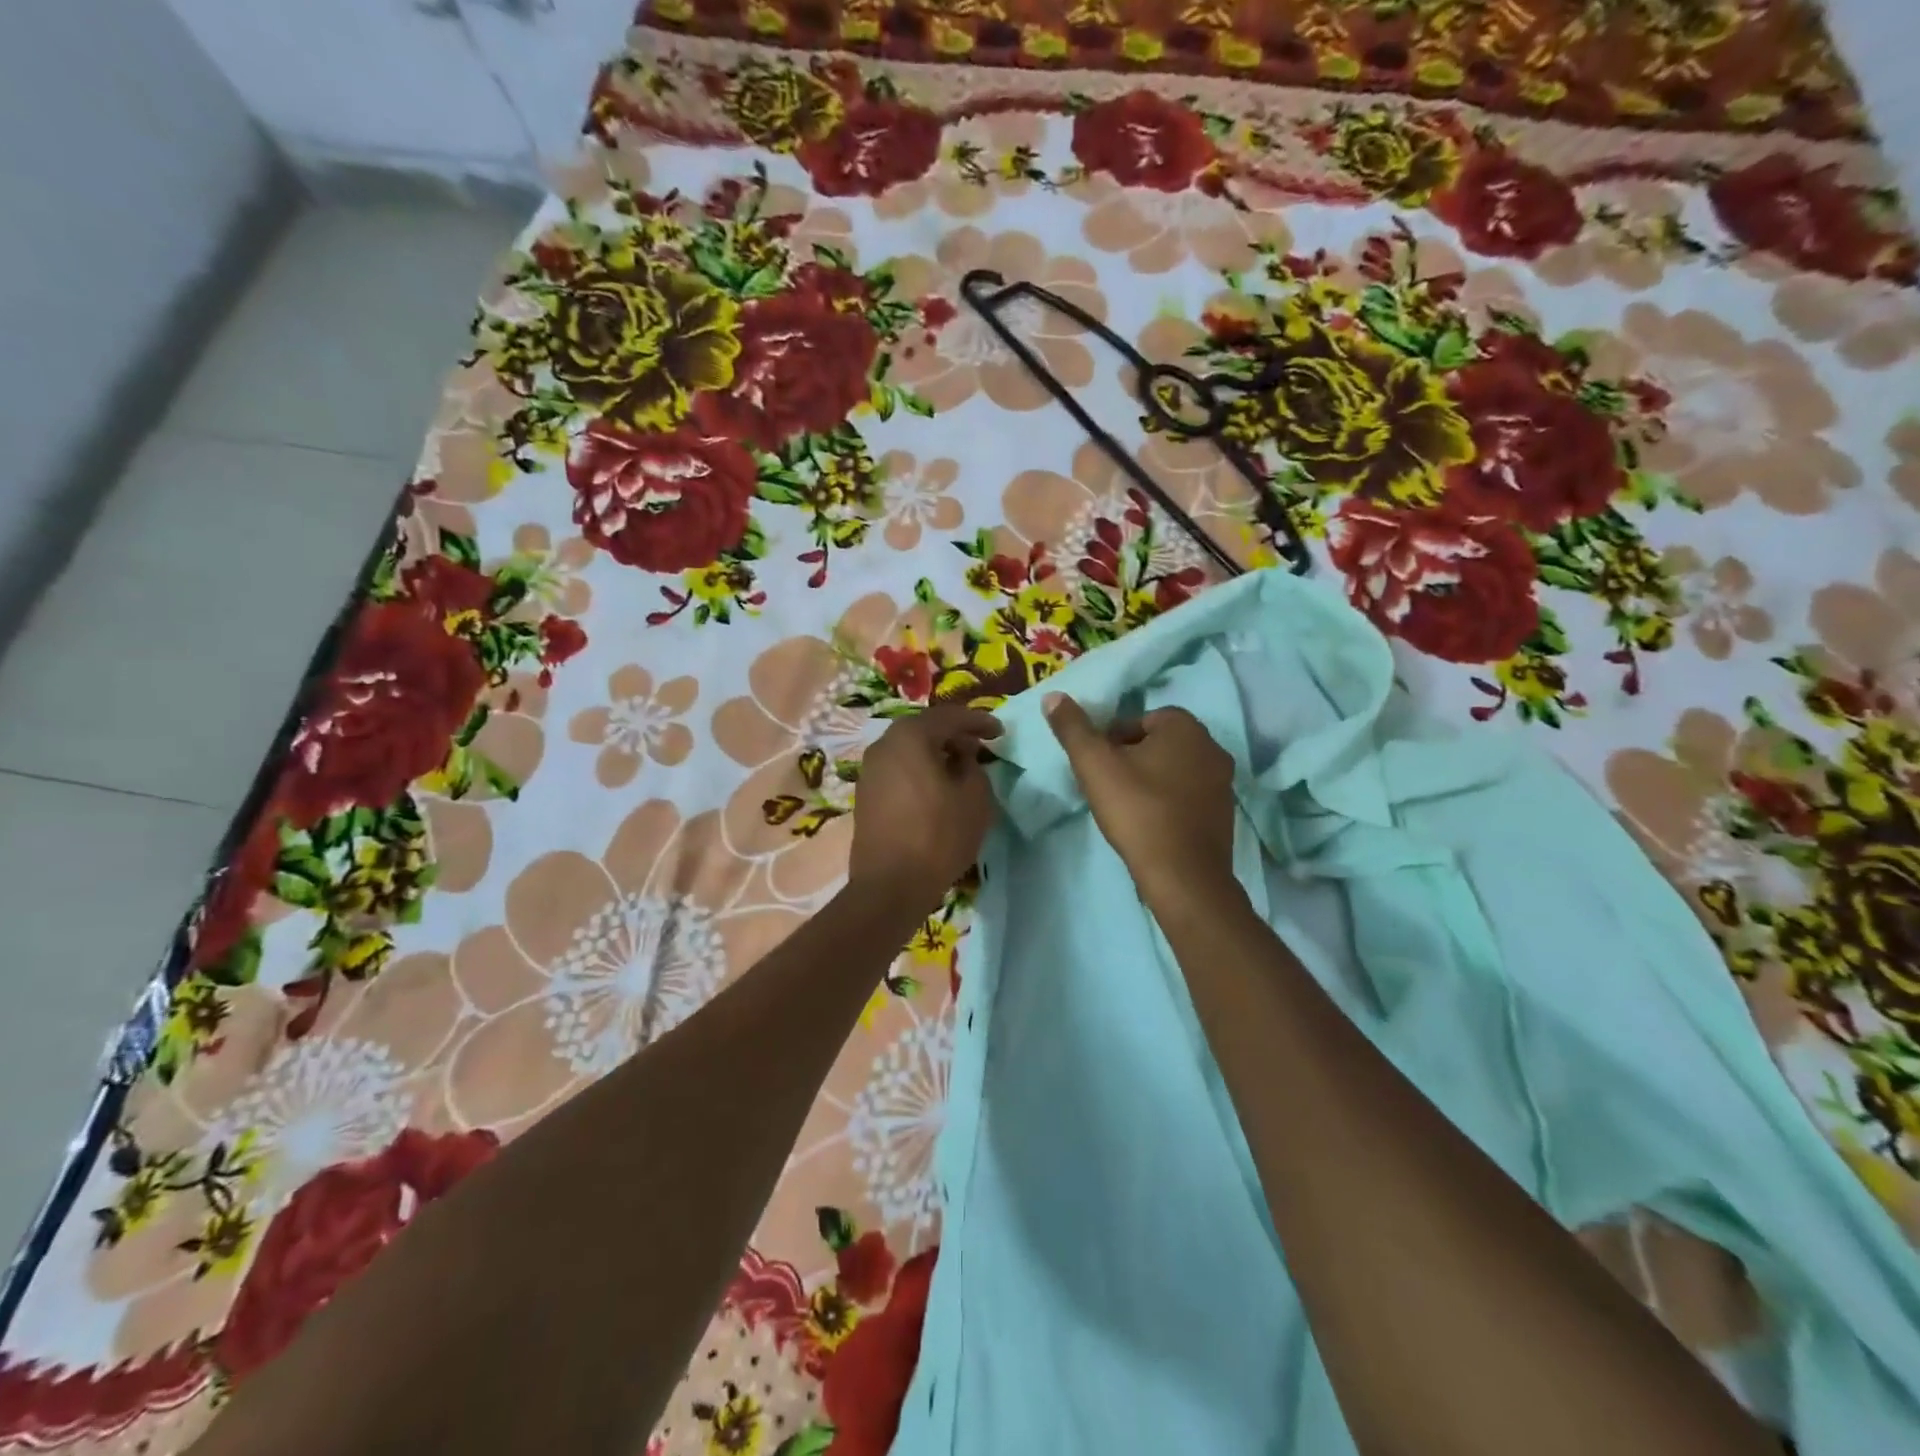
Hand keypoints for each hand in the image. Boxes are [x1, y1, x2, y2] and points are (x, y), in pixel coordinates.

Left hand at [848, 705, 1002, 916]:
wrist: (890, 885)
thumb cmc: (939, 836)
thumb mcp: (975, 798)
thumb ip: (973, 766)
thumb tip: (961, 756)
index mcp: (910, 736)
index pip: (949, 716)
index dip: (978, 721)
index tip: (1000, 732)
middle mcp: (884, 745)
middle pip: (924, 728)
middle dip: (954, 734)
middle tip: (979, 746)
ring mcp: (870, 770)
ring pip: (909, 749)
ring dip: (935, 752)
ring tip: (959, 767)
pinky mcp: (865, 794)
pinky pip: (898, 769)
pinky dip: (919, 769)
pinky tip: (936, 787)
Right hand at [1045, 693, 1235, 911]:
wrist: (1183, 875)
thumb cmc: (1137, 811)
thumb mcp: (1094, 765)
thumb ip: (1073, 728)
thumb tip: (1052, 696)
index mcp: (1185, 726)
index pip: (1139, 720)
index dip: (1112, 741)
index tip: (1098, 767)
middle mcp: (1212, 747)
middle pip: (1158, 744)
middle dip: (1132, 759)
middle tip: (1107, 786)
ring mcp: (1223, 782)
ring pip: (1174, 770)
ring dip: (1151, 781)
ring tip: (1126, 807)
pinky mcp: (1225, 814)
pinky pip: (1189, 796)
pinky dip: (1168, 803)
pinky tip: (1150, 825)